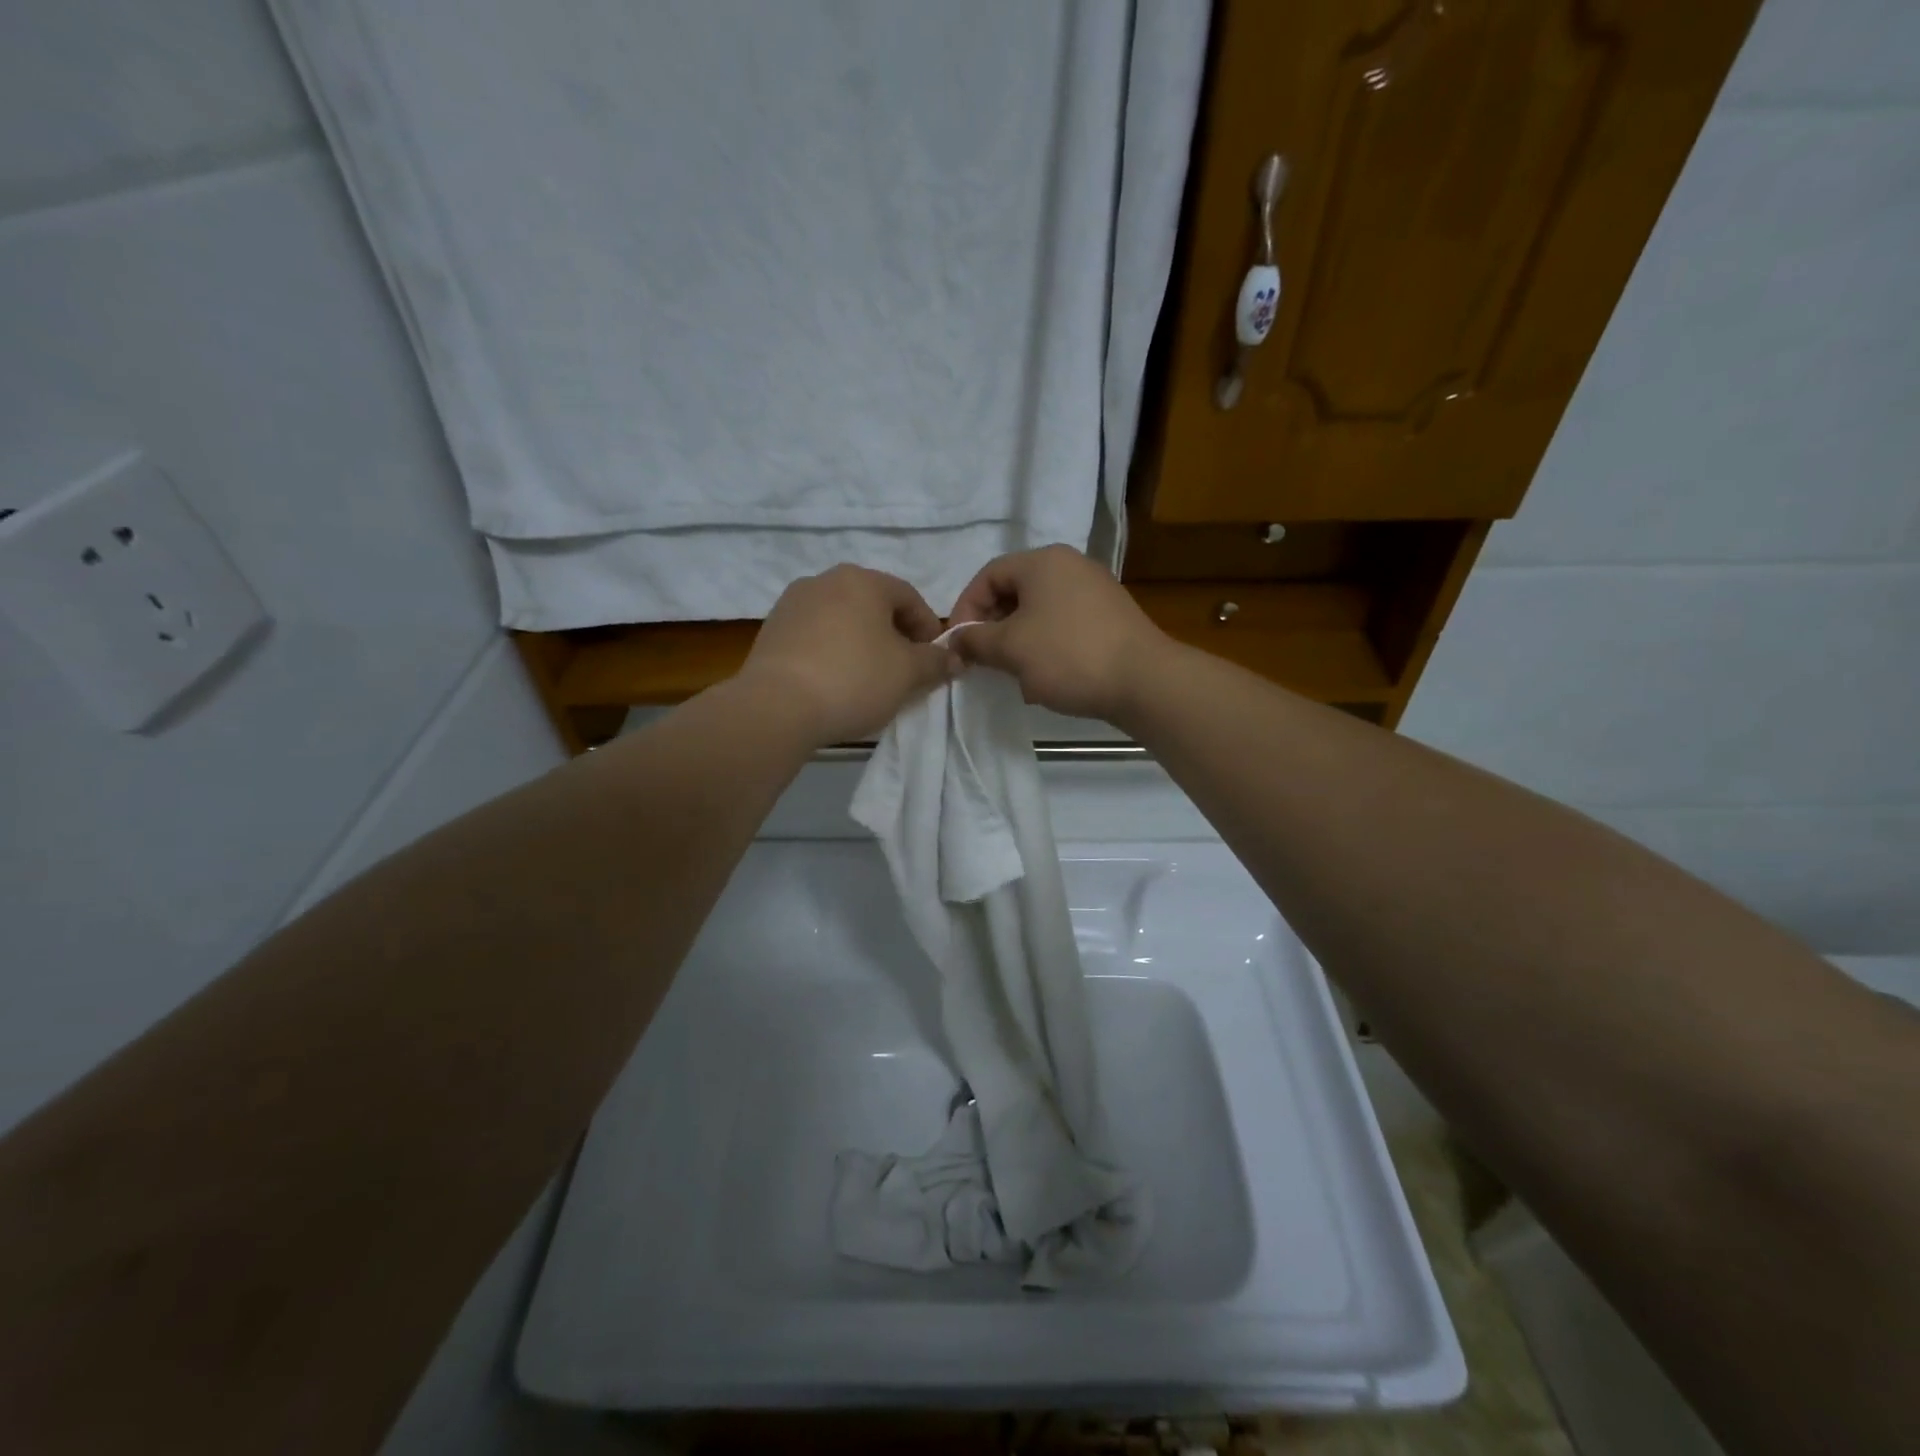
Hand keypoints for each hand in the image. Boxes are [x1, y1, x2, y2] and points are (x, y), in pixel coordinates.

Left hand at [742, 565, 958, 744]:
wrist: (777, 706)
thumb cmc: (854, 679)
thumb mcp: (907, 674)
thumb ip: (935, 662)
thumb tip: (955, 658)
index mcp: (862, 580)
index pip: (909, 597)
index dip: (928, 628)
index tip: (934, 659)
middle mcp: (825, 580)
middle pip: (873, 605)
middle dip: (894, 635)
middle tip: (904, 669)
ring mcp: (792, 603)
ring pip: (842, 619)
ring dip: (861, 642)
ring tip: (869, 678)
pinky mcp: (771, 630)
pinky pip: (815, 636)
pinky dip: (832, 651)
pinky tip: (835, 681)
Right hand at [947, 546, 1170, 722]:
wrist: (1144, 681)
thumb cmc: (1068, 656)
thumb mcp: (1011, 649)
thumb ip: (976, 641)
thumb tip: (955, 640)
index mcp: (1043, 561)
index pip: (988, 575)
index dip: (965, 608)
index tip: (957, 643)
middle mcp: (1070, 566)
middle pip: (1015, 591)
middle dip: (992, 627)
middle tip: (982, 659)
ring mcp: (1095, 590)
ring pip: (1039, 612)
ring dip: (1018, 641)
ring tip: (1012, 673)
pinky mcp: (1110, 617)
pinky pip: (1064, 625)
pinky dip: (1046, 647)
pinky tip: (1045, 677)